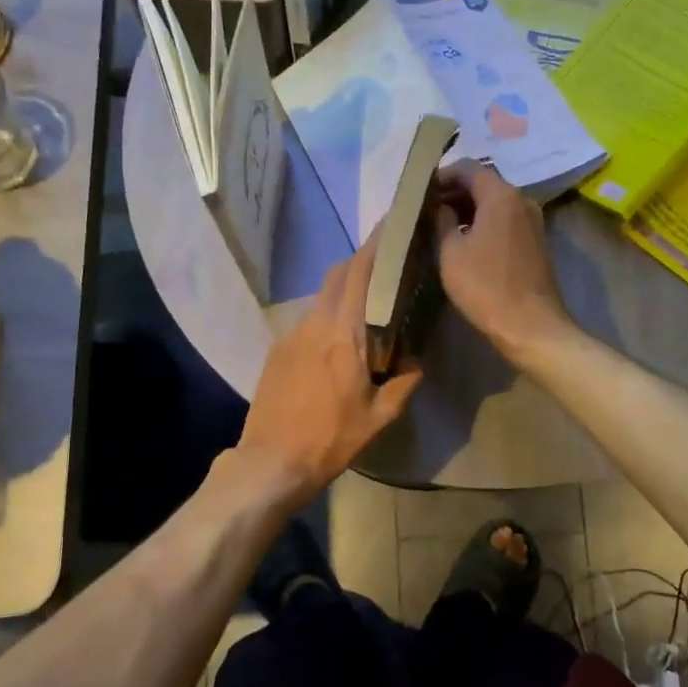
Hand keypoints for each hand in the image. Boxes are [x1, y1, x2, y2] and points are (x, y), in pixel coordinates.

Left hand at [234, 231, 421, 509]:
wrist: (271, 460)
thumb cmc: (330, 439)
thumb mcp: (380, 417)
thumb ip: (404, 382)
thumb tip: (416, 360)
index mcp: (342, 334)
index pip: (359, 274)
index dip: (374, 246)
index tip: (391, 226)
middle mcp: (314, 323)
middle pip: (337, 276)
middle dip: (361, 262)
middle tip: (387, 264)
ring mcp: (291, 335)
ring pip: (322, 298)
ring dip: (344, 291)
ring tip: (368, 306)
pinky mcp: (277, 350)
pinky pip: (308, 320)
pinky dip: (328, 316)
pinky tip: (338, 341)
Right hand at [433, 159, 572, 362]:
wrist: (530, 326)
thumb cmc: (485, 286)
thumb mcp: (450, 252)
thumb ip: (441, 221)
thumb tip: (439, 206)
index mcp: (501, 196)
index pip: (468, 168)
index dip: (441, 175)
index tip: (420, 192)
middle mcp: (522, 200)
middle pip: (483, 183)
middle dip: (453, 192)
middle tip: (426, 209)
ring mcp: (532, 221)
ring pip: (494, 203)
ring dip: (468, 209)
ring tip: (440, 226)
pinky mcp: (535, 242)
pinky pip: (504, 220)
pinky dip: (483, 223)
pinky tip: (464, 241)